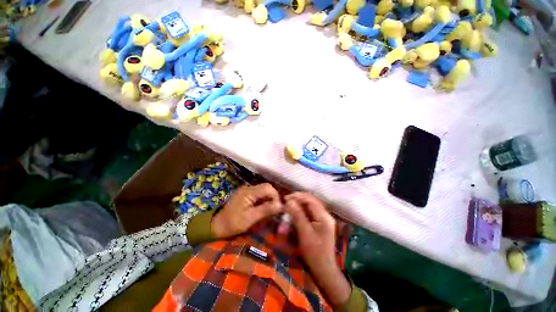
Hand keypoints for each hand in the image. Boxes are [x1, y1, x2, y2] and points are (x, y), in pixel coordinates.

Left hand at [211, 183, 281, 238]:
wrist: (218, 225)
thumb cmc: (234, 223)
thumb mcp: (251, 218)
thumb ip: (265, 210)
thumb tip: (280, 205)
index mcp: (249, 191)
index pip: (268, 187)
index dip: (275, 196)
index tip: (278, 207)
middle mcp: (248, 187)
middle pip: (266, 188)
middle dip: (272, 198)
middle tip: (274, 210)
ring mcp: (246, 190)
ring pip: (263, 190)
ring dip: (268, 199)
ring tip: (269, 210)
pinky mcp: (245, 194)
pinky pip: (258, 194)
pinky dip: (263, 200)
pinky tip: (262, 208)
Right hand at [285, 192, 350, 306]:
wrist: (324, 270)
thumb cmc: (314, 253)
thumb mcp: (304, 233)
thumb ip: (297, 215)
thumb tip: (289, 201)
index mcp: (324, 216)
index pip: (310, 199)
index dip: (298, 196)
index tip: (286, 198)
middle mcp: (326, 214)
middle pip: (311, 201)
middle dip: (298, 199)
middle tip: (286, 201)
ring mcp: (324, 219)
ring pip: (310, 206)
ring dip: (299, 204)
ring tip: (289, 204)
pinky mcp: (321, 223)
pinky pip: (310, 212)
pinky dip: (302, 210)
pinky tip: (295, 211)